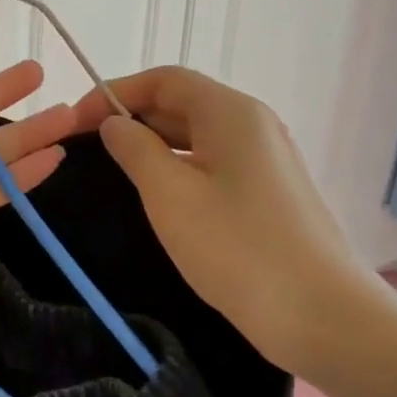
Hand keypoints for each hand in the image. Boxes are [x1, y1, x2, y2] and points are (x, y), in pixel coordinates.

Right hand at [71, 68, 389, 368]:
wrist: (322, 316)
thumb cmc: (238, 249)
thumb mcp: (170, 195)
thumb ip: (134, 150)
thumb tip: (114, 124)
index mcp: (231, 113)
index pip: (164, 80)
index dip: (115, 92)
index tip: (74, 121)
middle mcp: (253, 125)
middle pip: (181, 103)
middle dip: (130, 117)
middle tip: (84, 147)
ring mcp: (264, 160)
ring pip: (195, 136)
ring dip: (151, 144)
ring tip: (110, 169)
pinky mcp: (268, 193)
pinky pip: (211, 164)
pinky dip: (176, 167)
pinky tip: (155, 195)